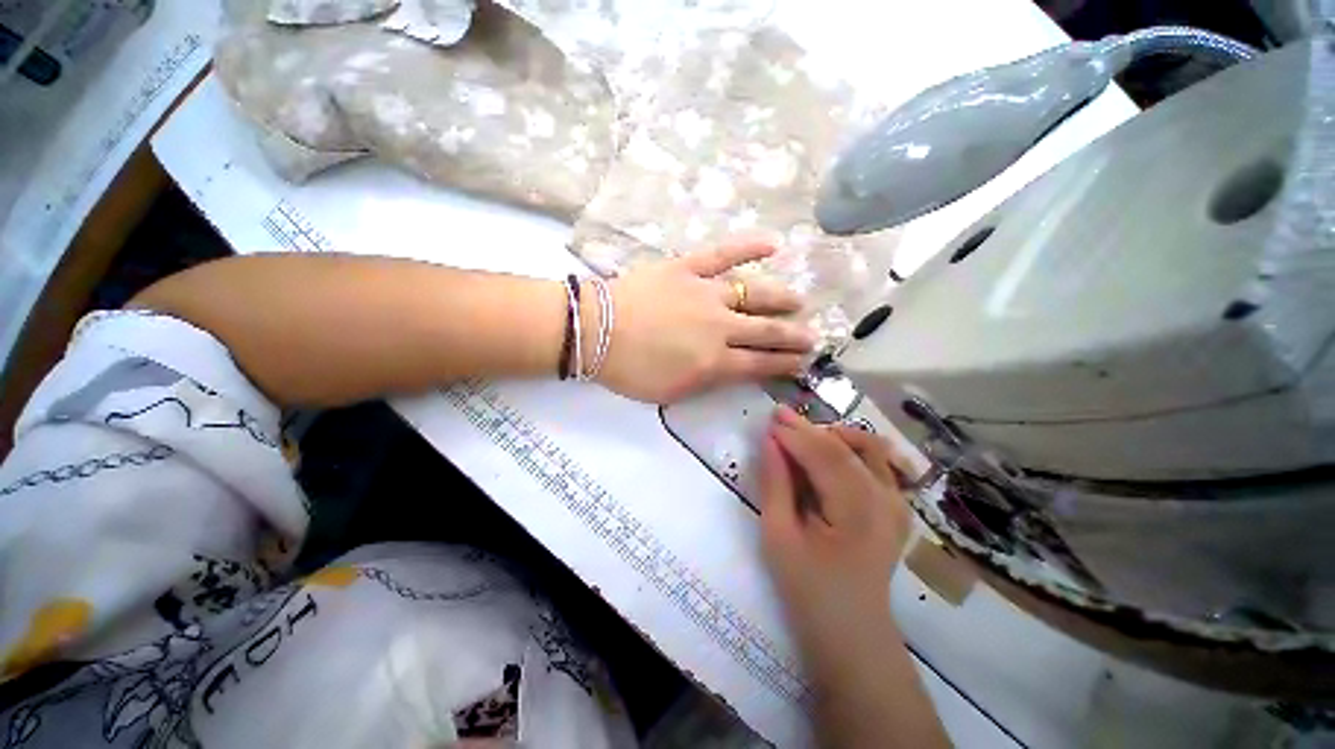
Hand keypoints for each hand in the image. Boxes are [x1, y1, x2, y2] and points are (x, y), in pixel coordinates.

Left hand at [595, 242, 817, 402]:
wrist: (594, 331)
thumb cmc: (629, 369)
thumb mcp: (671, 391)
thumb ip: (707, 381)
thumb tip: (732, 370)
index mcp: (714, 361)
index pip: (761, 364)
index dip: (785, 365)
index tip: (803, 363)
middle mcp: (720, 326)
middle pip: (767, 330)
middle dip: (794, 335)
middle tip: (813, 336)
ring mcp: (705, 293)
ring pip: (754, 293)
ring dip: (781, 298)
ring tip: (799, 301)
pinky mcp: (687, 268)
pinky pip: (723, 253)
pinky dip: (749, 246)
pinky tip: (773, 243)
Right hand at [758, 406, 914, 653]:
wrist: (852, 633)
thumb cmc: (808, 589)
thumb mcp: (779, 537)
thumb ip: (775, 484)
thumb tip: (770, 441)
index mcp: (857, 512)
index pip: (823, 455)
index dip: (793, 434)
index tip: (768, 420)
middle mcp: (886, 500)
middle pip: (846, 447)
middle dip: (808, 428)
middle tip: (779, 417)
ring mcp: (898, 503)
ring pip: (868, 448)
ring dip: (833, 435)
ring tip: (802, 436)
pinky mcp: (898, 507)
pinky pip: (878, 463)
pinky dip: (852, 449)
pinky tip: (829, 455)